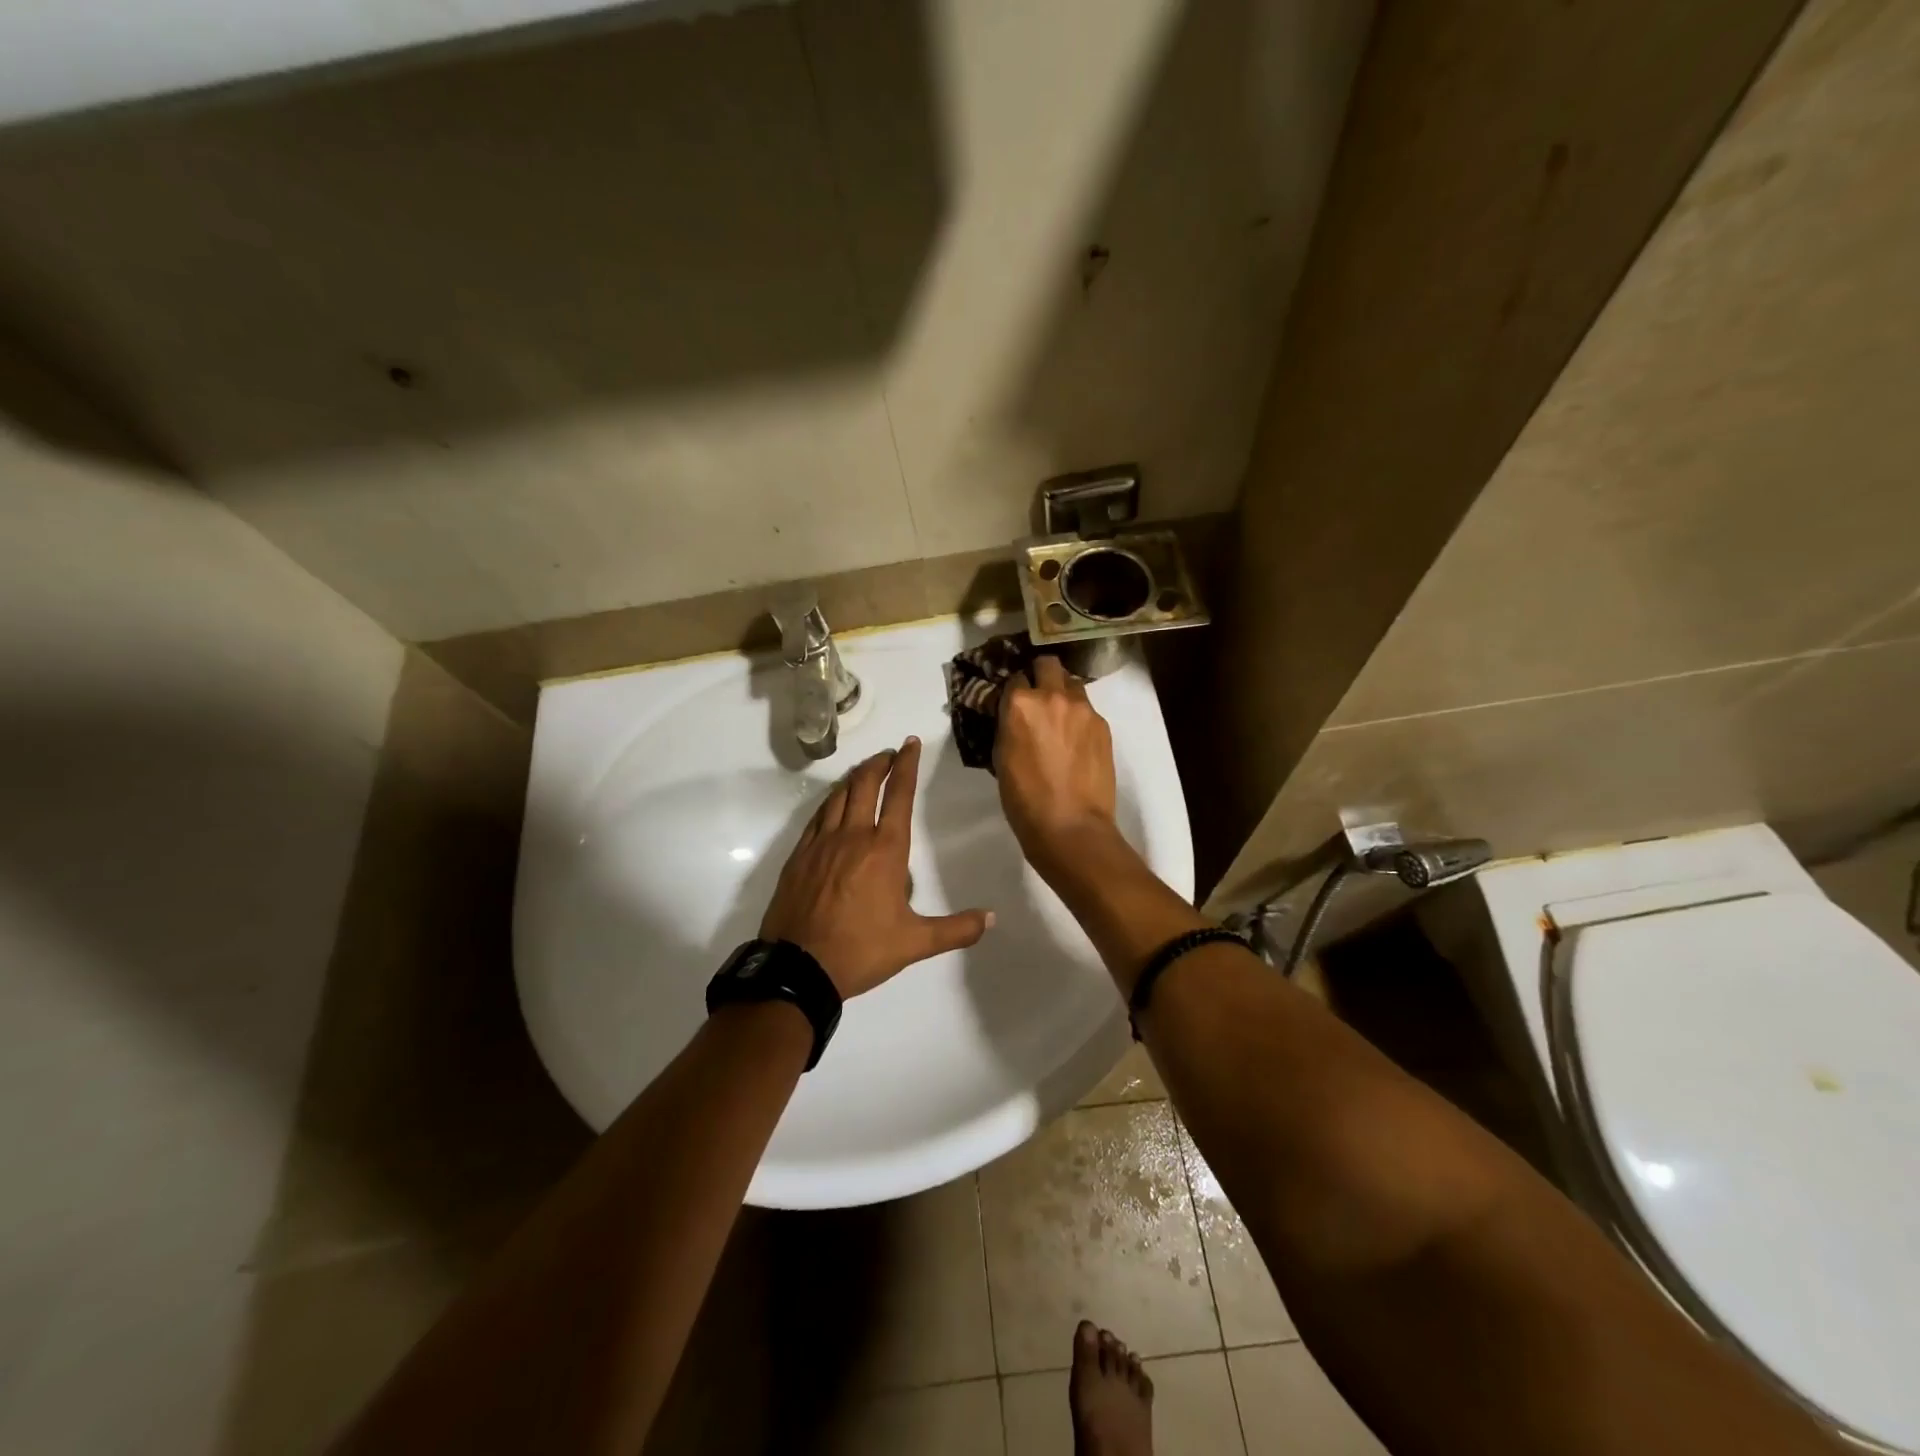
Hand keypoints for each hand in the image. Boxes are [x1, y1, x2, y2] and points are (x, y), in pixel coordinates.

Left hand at [760, 736, 992, 997]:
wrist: (798, 967)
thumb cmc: (861, 950)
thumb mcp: (915, 943)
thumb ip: (956, 929)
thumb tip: (992, 919)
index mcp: (885, 850)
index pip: (899, 795)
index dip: (906, 765)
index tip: (910, 743)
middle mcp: (852, 836)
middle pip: (865, 785)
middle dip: (879, 764)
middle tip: (890, 754)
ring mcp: (821, 843)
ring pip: (838, 796)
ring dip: (854, 778)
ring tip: (865, 771)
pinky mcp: (799, 856)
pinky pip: (817, 817)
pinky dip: (830, 801)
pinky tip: (833, 804)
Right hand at [994, 655, 1118, 865]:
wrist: (1070, 825)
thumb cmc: (1024, 798)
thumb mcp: (1001, 757)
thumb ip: (1008, 726)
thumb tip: (1012, 716)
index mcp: (1020, 704)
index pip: (1014, 677)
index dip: (1012, 689)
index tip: (1011, 701)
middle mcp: (1053, 696)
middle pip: (1047, 664)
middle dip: (1040, 674)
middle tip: (1036, 696)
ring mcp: (1082, 708)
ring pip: (1072, 683)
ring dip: (1062, 692)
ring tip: (1058, 717)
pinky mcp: (1102, 725)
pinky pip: (1087, 709)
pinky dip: (1078, 717)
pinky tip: (1075, 740)